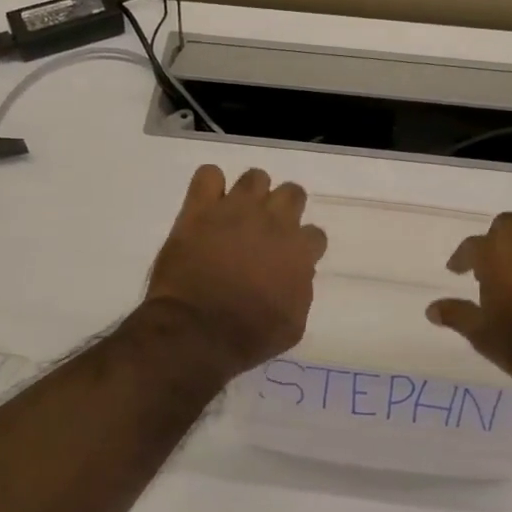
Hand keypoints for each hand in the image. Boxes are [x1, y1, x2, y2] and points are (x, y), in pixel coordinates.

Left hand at [144, 166, 327, 375]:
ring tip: (236, 215)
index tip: (288, 261)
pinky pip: (208, 175)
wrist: (197, 331)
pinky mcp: (200, 208)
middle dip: (283, 210)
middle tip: (266, 232)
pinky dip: (209, 186)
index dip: (302, 247)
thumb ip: (301, 291)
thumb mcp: (293, 325)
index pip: (314, 234)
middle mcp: (273, 221)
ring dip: (251, 194)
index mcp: (299, 250)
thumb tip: (296, 275)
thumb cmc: (248, 336)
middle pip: (292, 193)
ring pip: (255, 178)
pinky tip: (206, 205)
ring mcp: (235, 209)